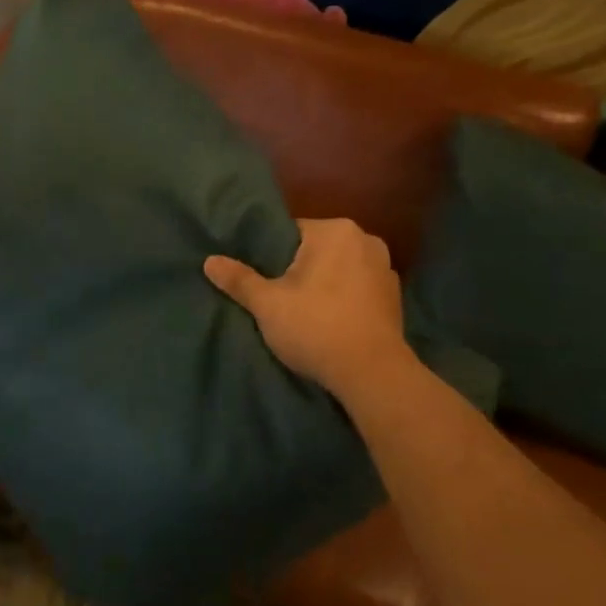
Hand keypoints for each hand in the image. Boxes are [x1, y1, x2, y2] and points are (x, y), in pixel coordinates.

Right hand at [204, 218, 413, 402]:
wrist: (373, 374)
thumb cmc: (317, 328)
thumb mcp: (268, 305)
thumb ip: (239, 280)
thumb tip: (209, 261)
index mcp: (335, 231)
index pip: (291, 232)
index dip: (272, 255)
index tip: (262, 278)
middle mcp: (366, 240)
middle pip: (317, 249)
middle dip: (299, 269)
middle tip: (278, 297)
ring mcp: (386, 269)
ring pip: (340, 269)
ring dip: (324, 283)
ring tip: (304, 311)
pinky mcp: (395, 297)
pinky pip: (359, 289)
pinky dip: (345, 299)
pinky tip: (332, 322)